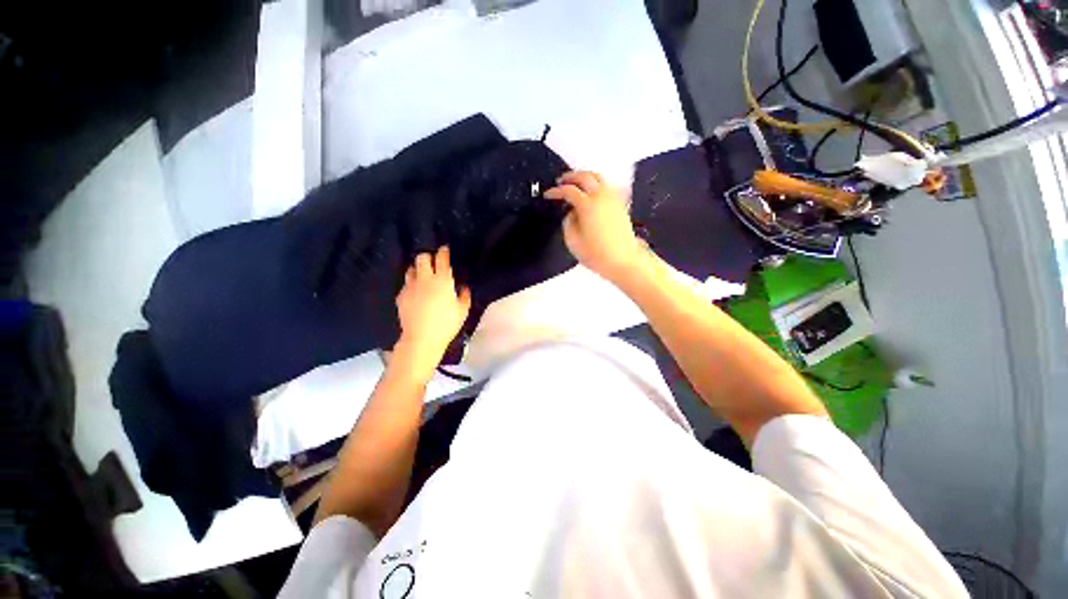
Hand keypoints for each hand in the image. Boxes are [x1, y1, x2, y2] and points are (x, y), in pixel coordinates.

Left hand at [394, 247, 471, 380]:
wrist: (421, 339)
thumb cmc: (446, 324)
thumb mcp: (462, 311)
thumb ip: (464, 296)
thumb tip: (462, 287)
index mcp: (442, 281)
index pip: (441, 259)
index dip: (443, 252)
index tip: (444, 250)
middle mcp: (425, 279)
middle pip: (422, 258)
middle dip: (427, 257)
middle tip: (433, 263)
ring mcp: (410, 287)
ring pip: (411, 269)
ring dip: (418, 269)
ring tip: (423, 277)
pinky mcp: (401, 296)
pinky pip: (406, 284)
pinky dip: (412, 284)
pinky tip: (416, 293)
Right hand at [544, 171, 644, 284]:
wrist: (623, 260)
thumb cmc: (597, 254)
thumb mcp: (573, 241)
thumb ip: (568, 222)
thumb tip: (570, 213)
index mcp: (587, 205)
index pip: (568, 191)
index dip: (555, 191)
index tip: (548, 194)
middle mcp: (601, 197)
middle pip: (585, 177)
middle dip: (570, 177)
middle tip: (560, 181)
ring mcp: (613, 199)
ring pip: (598, 177)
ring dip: (584, 177)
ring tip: (575, 183)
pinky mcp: (620, 204)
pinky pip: (607, 186)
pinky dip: (597, 183)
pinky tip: (592, 191)